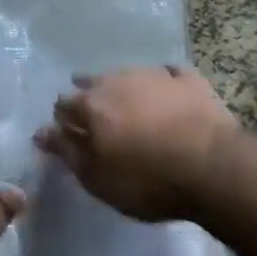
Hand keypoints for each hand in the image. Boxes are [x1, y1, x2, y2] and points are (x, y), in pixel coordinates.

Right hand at [35, 66, 236, 221]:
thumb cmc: (148, 181)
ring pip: (128, 75)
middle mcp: (118, 79)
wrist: (213, 167)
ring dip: (123, 89)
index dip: (62, 120)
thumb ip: (68, 152)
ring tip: (130, 108)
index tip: (68, 134)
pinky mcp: (189, 78)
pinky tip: (167, 94)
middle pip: (93, 83)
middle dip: (89, 98)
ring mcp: (155, 74)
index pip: (63, 104)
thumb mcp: (99, 179)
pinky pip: (168, 75)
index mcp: (92, 104)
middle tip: (98, 121)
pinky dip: (162, 84)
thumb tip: (43, 132)